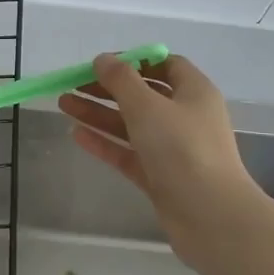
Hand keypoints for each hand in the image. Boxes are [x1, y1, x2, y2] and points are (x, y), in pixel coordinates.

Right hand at [56, 53, 264, 251]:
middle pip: (143, 95)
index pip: (165, 65)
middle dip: (107, 88)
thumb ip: (121, 80)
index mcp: (194, 92)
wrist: (210, 215)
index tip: (102, 63)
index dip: (134, 61)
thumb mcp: (147, 106)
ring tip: (63, 104)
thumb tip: (102, 59)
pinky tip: (77, 135)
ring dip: (99, 113)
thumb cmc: (182, 149)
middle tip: (72, 85)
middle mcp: (186, 117)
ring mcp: (173, 149)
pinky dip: (105, 142)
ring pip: (131, 124)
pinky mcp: (160, 177)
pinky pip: (128, 153)